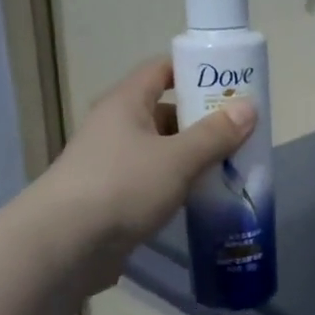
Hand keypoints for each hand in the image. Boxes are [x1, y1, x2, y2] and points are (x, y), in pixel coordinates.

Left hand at [41, 58, 257, 292]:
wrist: (65, 244)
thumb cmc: (122, 187)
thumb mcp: (177, 159)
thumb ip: (215, 134)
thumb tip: (249, 107)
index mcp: (125, 103)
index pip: (161, 70)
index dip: (195, 71)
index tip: (230, 83)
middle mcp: (116, 127)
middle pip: (165, 112)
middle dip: (202, 121)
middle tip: (241, 132)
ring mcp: (112, 164)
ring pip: (160, 151)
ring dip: (192, 157)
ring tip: (231, 167)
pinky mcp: (113, 198)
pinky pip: (153, 182)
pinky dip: (177, 185)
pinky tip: (202, 199)